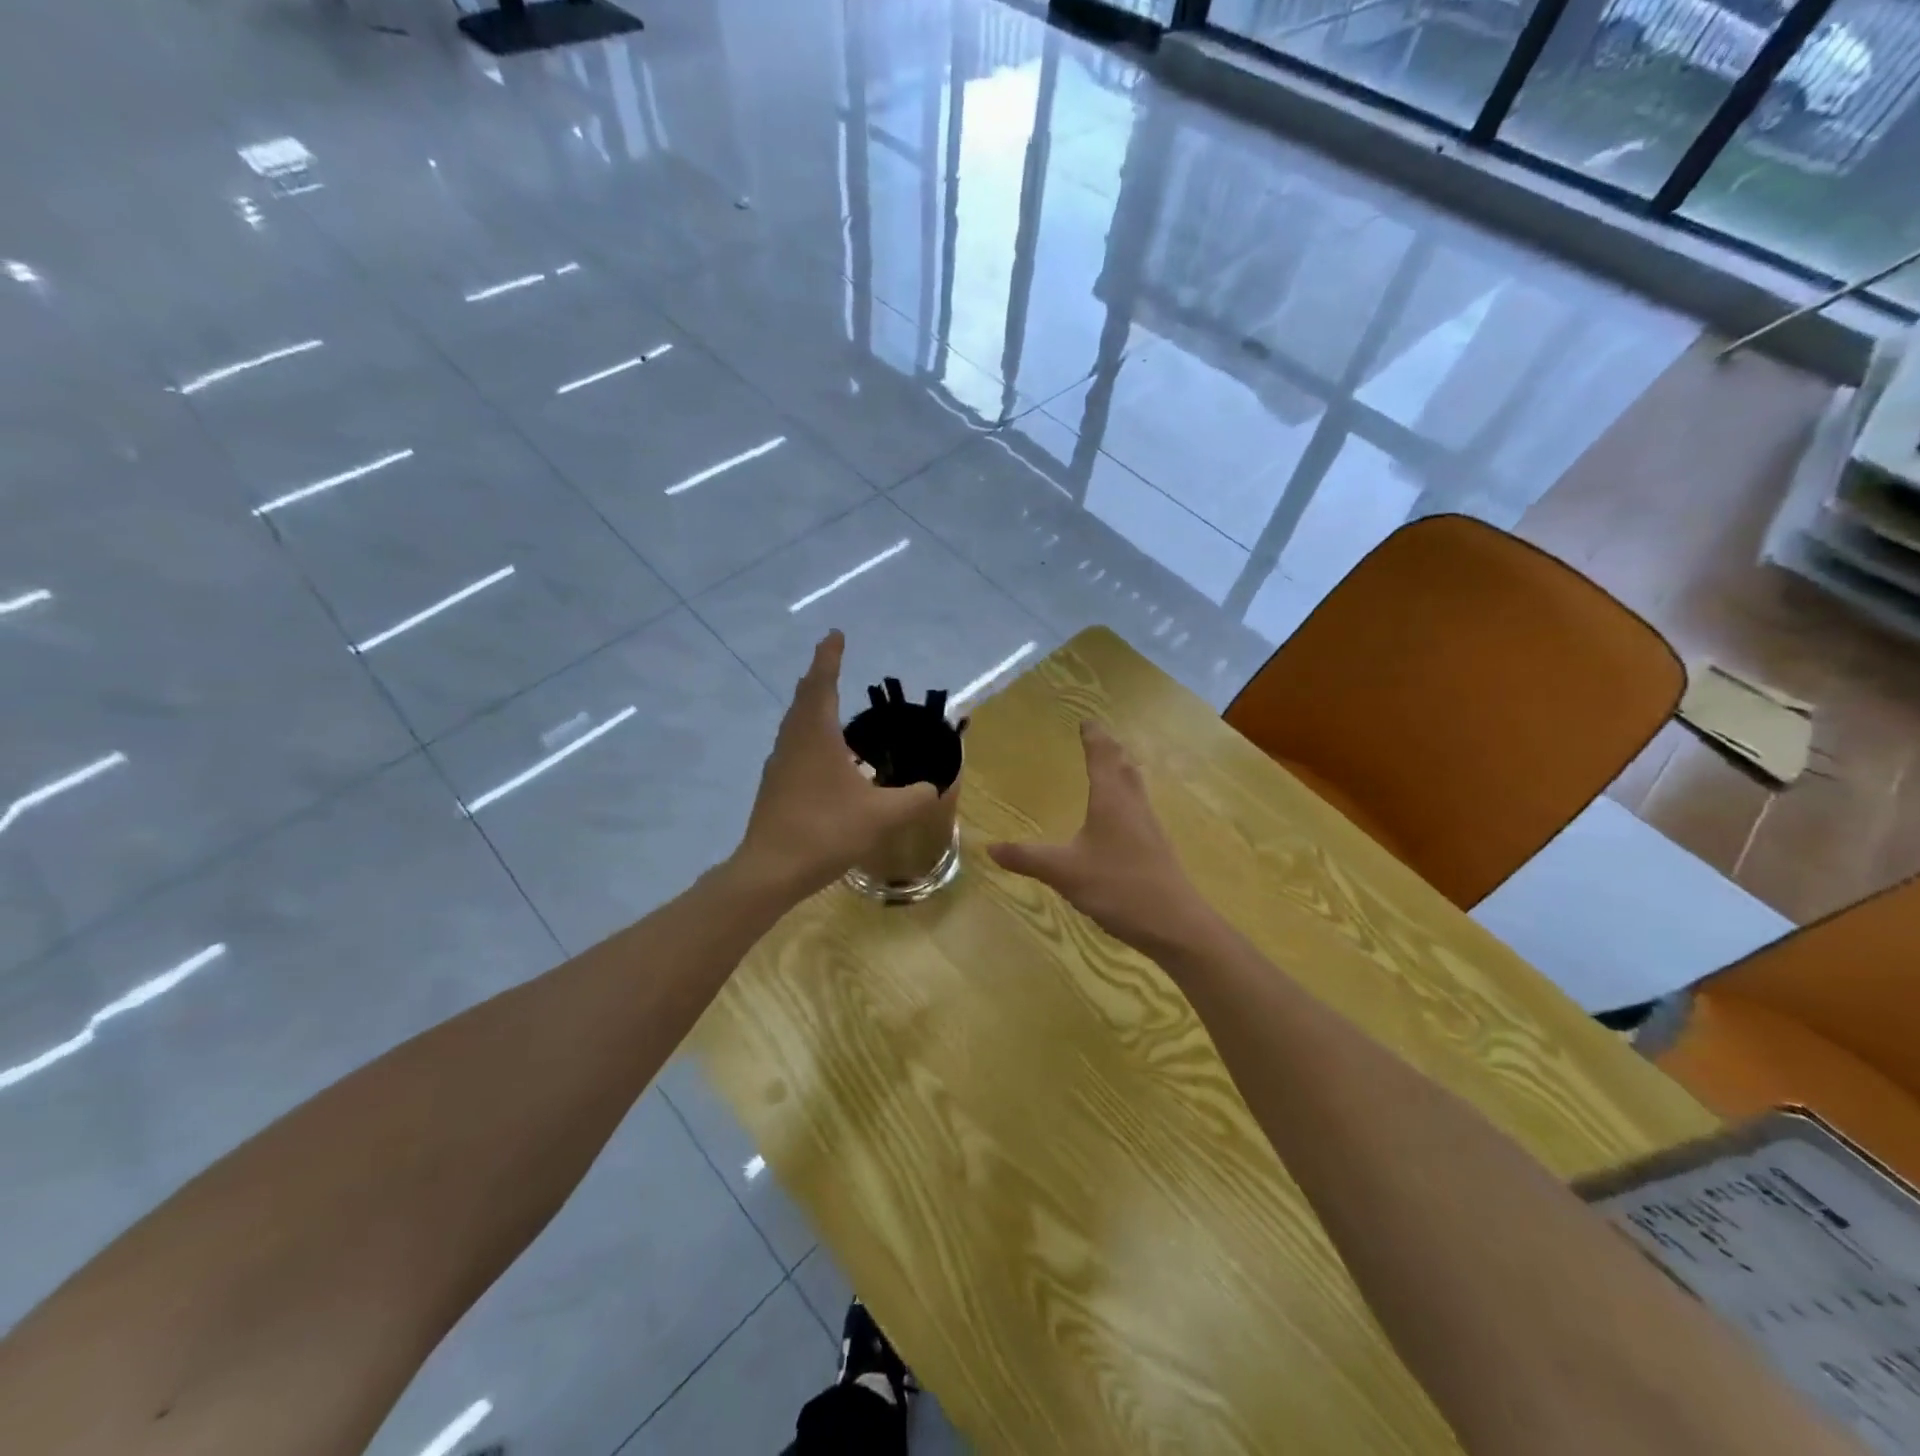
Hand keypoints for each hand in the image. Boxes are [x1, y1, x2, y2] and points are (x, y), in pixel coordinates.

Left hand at [735, 631, 937, 899]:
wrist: (771, 870)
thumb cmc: (826, 830)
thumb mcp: (881, 815)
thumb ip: (913, 799)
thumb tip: (934, 787)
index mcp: (816, 735)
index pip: (822, 683)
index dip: (829, 657)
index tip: (835, 635)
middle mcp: (793, 741)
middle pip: (803, 699)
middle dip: (818, 678)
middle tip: (831, 663)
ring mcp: (779, 764)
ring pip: (794, 723)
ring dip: (810, 707)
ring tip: (828, 705)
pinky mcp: (773, 787)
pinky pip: (793, 747)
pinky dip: (808, 736)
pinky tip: (824, 757)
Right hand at [988, 721, 1215, 954]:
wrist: (1174, 924)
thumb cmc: (1118, 887)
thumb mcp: (1064, 872)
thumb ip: (1027, 858)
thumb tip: (990, 846)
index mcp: (1111, 800)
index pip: (1102, 756)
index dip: (1093, 737)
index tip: (1086, 721)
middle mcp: (1133, 805)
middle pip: (1123, 766)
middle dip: (1110, 749)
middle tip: (1098, 738)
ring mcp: (1148, 827)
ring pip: (1135, 787)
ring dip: (1122, 770)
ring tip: (1111, 767)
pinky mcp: (1156, 848)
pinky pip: (1138, 809)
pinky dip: (1126, 797)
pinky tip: (1120, 817)